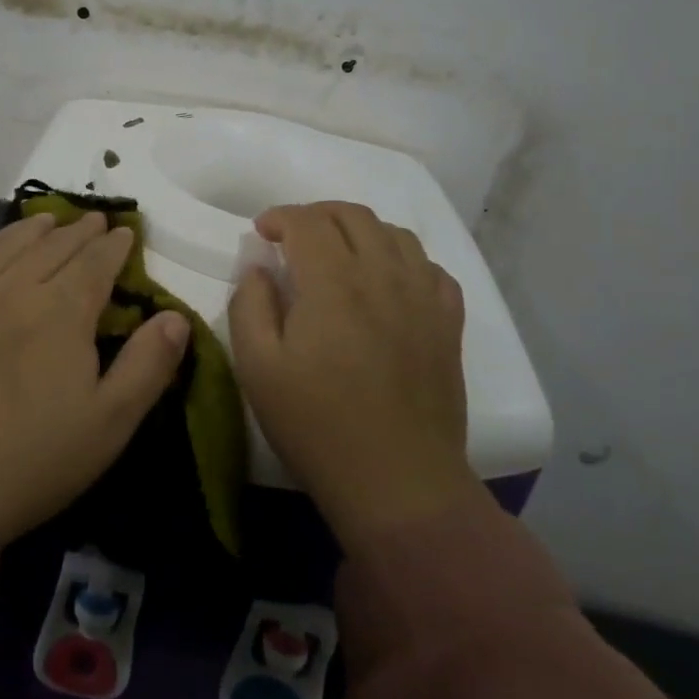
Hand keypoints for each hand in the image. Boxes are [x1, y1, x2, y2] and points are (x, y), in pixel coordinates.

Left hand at [0, 211, 190, 544]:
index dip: (114, 245)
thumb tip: (175, 316)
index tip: (126, 232)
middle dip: (79, 230)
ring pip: (8, 246)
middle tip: (95, 220)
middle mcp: (15, 289)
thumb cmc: (33, 460)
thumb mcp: (110, 424)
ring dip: (34, 229)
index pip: (95, 261)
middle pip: (53, 245)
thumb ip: (148, 365)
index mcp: (62, 311)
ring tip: (49, 220)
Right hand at [229, 201, 477, 544]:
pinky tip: (387, 281)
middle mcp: (383, 276)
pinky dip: (403, 259)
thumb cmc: (317, 425)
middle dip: (316, 214)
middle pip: (353, 215)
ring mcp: (423, 298)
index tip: (262, 233)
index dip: (280, 216)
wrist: (398, 483)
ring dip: (360, 230)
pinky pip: (431, 268)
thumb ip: (250, 305)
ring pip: (395, 233)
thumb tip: (258, 267)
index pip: (308, 221)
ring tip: (339, 253)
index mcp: (333, 283)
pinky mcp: (448, 323)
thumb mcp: (258, 368)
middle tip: (294, 237)